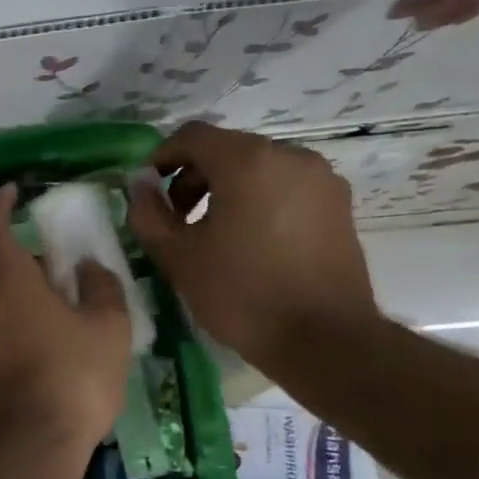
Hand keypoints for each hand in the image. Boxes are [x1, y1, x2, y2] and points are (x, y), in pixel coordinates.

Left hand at [0, 184, 131, 457]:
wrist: (30, 446)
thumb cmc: (72, 376)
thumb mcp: (107, 327)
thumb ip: (101, 287)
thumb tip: (88, 267)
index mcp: (7, 280)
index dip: (0, 203)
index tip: (12, 190)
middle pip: (1, 267)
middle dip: (30, 263)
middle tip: (66, 271)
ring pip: (1, 301)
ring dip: (28, 298)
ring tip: (69, 316)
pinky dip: (21, 326)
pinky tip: (53, 350)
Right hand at [128, 123, 380, 379]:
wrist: (327, 342)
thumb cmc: (243, 294)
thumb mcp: (178, 256)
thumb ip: (148, 213)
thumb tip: (140, 186)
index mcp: (247, 160)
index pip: (192, 136)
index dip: (161, 157)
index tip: (147, 191)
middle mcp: (289, 156)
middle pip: (226, 149)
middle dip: (193, 177)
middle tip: (176, 219)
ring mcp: (320, 179)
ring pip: (257, 167)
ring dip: (225, 189)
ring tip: (211, 233)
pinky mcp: (338, 205)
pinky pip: (284, 187)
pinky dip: (258, 200)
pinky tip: (249, 241)